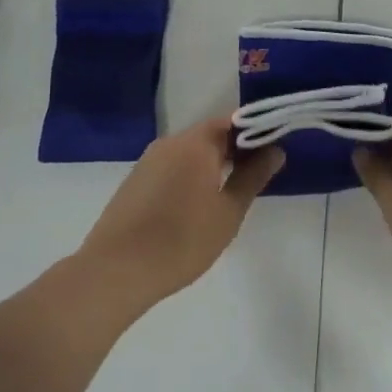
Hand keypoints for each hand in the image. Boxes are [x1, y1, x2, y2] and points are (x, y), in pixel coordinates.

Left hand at [78, 116, 282, 312]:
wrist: (116, 270)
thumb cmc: (182, 240)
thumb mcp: (228, 212)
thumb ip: (253, 177)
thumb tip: (275, 150)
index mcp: (196, 142)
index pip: (233, 121)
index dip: (255, 133)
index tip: (271, 152)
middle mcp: (171, 142)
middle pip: (210, 134)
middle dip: (235, 150)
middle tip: (255, 176)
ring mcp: (149, 160)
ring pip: (190, 151)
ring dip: (211, 164)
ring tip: (228, 193)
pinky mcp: (135, 180)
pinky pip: (171, 166)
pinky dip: (189, 175)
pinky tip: (195, 205)